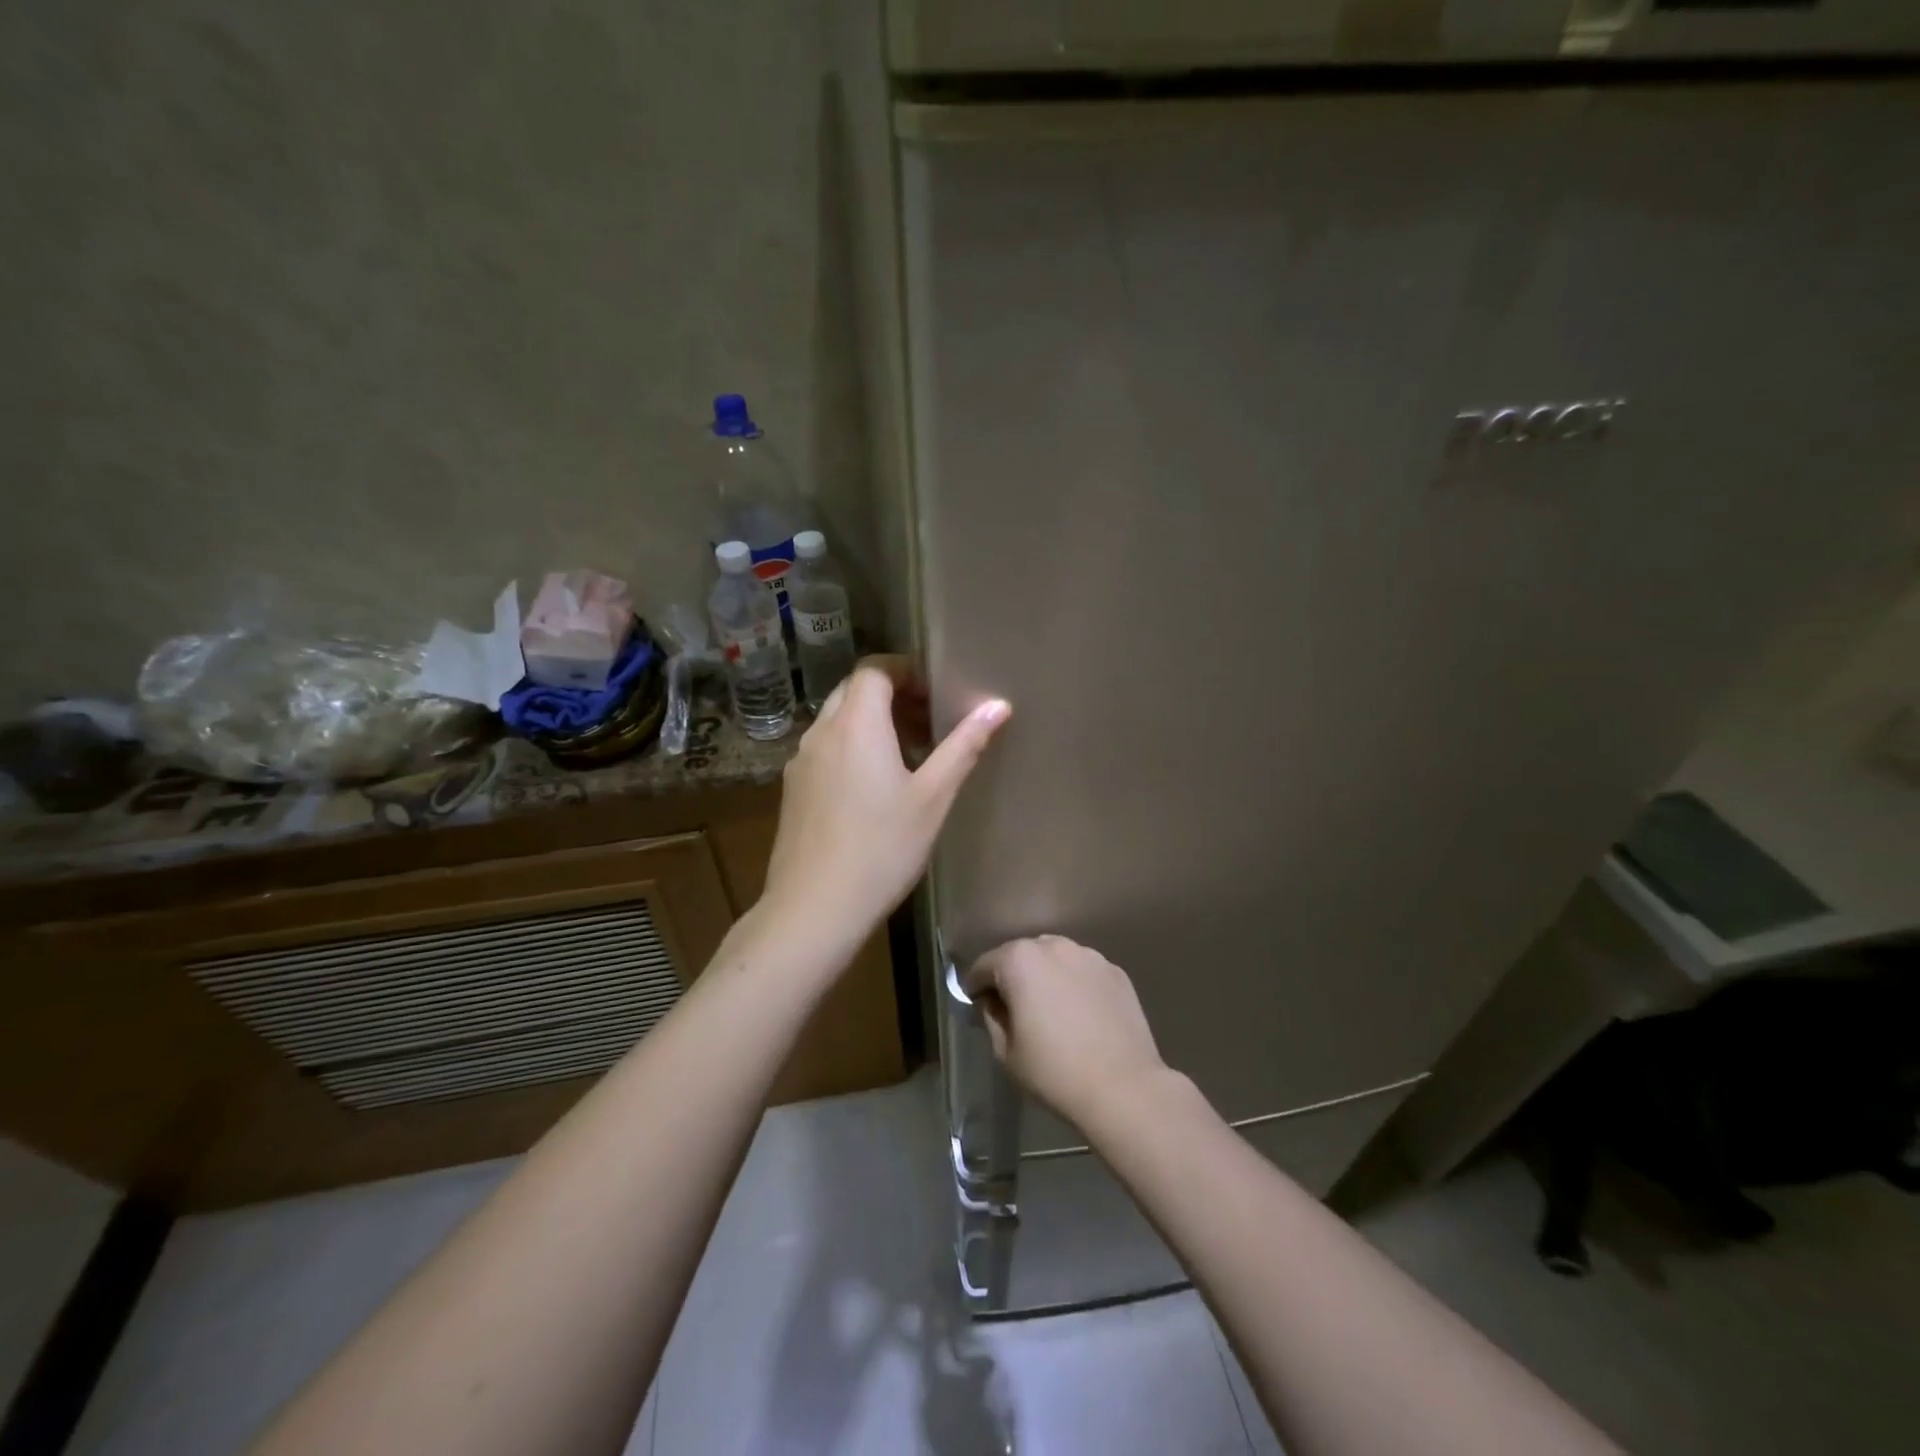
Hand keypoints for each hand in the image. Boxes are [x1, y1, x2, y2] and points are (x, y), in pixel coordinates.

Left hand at [762, 659, 1009, 948]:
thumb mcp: (933, 797)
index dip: (905, 671)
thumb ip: (964, 746)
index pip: (874, 669)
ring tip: (908, 755)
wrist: (815, 907)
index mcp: (856, 725)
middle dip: (891, 696)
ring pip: (837, 721)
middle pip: (854, 691)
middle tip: (928, 722)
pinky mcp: (793, 789)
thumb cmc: (882, 848)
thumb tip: (998, 705)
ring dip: (871, 723)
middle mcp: (821, 732)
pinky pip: (825, 749)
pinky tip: (874, 787)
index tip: (935, 693)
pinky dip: (851, 748)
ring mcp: (801, 761)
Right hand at [963, 936, 1168, 1130]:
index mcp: (1020, 960)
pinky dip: (1074, 984)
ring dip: (1045, 976)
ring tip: (1050, 1008)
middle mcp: (1054, 946)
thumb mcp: (1006, 1052)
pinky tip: (1080, 1014)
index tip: (976, 1005)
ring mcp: (1089, 956)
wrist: (1124, 1088)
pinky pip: (1083, 971)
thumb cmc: (1055, 1072)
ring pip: (1055, 959)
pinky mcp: (1115, 971)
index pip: (985, 965)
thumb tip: (993, 1001)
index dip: (976, 986)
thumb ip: (992, 1016)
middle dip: (1012, 976)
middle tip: (1013, 1008)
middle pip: (1021, 955)